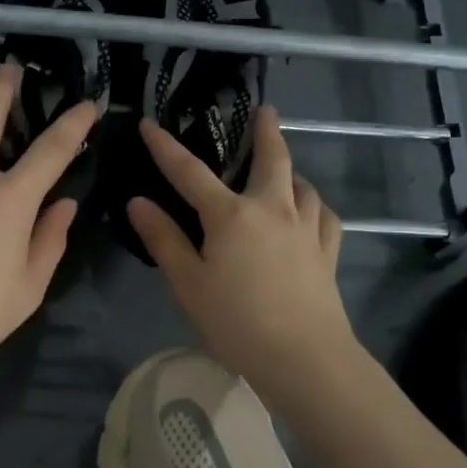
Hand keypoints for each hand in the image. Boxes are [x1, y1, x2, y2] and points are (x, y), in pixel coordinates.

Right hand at [125, 105, 355, 391]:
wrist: (304, 357)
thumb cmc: (236, 322)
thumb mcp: (188, 284)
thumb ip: (164, 240)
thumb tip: (138, 202)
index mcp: (231, 215)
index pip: (190, 172)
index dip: (166, 148)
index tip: (150, 124)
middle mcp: (273, 209)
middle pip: (272, 159)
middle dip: (267, 131)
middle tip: (266, 111)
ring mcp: (306, 229)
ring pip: (303, 185)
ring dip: (291, 170)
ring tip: (284, 170)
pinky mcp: (328, 252)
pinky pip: (325, 216)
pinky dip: (314, 205)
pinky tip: (311, 212)